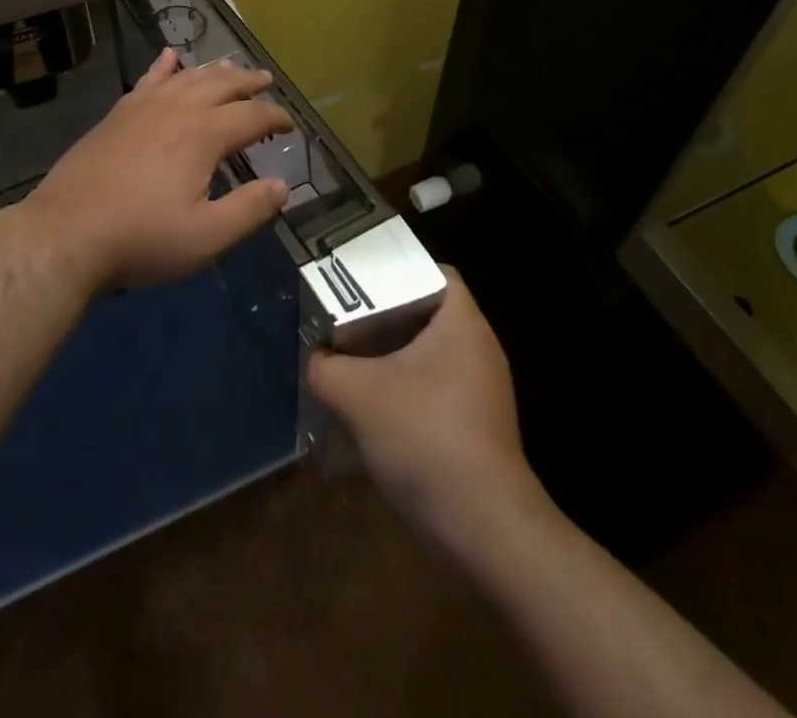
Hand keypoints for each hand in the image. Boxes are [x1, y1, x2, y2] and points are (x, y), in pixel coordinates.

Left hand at [18, 47, 292, 288]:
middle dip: (248, 81)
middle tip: (266, 80)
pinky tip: (170, 56)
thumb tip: (282, 186)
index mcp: (205, 134)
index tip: (290, 124)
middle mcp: (177, 109)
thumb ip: (249, 209)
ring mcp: (143, 107)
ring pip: (187, 77)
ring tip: (230, 66)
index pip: (252, 116)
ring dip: (213, 70)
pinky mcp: (116, 115)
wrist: (65, 233)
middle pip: (222, 84)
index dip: (276, 117)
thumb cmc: (142, 238)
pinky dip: (163, 66)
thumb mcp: (206, 236)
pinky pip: (147, 79)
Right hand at [306, 269, 536, 547]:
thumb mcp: (358, 394)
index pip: (435, 271)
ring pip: (431, 355)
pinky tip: (375, 411)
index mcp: (462, 321)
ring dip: (393, 358)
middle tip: (346, 321)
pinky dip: (408, 391)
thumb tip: (313, 358)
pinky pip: (438, 390)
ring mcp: (484, 389)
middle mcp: (480, 347)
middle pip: (428, 313)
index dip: (398, 269)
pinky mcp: (480, 426)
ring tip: (352, 363)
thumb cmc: (424, 435)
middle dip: (386, 317)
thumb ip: (325, 367)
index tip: (361, 282)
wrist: (483, 527)